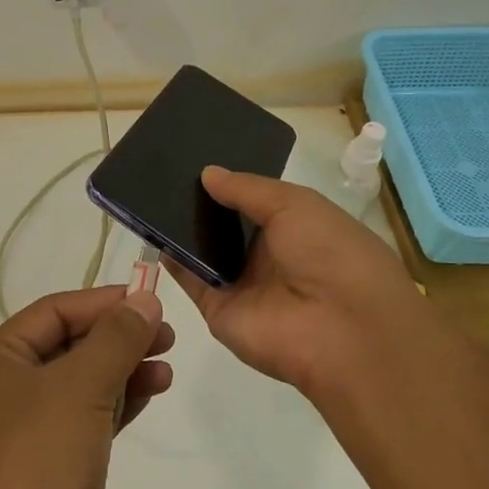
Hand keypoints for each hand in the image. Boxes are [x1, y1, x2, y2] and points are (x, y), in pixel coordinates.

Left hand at [0, 286, 172, 488]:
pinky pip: (91, 416)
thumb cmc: (40, 462)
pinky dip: (121, 401)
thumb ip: (115, 338)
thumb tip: (143, 299)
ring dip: (123, 367)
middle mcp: (7, 389)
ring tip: (167, 363)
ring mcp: (30, 429)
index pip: (54, 312)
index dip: (103, 302)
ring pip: (83, 381)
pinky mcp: (54, 464)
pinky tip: (153, 391)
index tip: (151, 299)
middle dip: (117, 335)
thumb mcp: (80, 387)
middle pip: (69, 344)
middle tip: (167, 334)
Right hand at [164, 166, 422, 394]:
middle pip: (225, 225)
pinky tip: (150, 231)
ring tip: (146, 194)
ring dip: (179, 228)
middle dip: (198, 203)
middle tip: (160, 172)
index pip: (254, 201)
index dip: (228, 182)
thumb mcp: (295, 205)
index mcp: (295, 228)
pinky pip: (190, 279)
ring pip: (203, 252)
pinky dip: (171, 259)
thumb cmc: (330, 253)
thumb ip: (247, 189)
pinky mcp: (218, 310)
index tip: (193, 158)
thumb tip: (207, 173)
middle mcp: (267, 256)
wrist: (341, 330)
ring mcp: (241, 285)